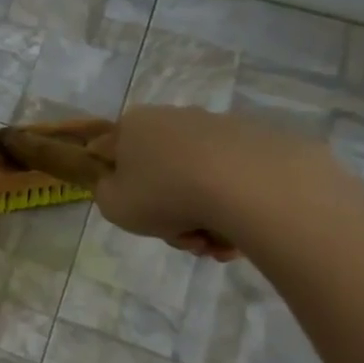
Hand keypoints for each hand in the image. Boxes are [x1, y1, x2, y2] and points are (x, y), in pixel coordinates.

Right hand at [93, 106, 332, 259]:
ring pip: (198, 180)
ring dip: (202, 217)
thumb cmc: (164, 194)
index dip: (120, 188)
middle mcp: (174, 117)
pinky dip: (231, 207)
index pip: (113, 154)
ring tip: (213, 245)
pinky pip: (231, 179)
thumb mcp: (112, 206)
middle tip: (181, 238)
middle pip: (160, 173)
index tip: (136, 212)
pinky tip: (236, 233)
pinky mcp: (256, 140)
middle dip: (169, 213)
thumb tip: (124, 186)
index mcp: (134, 125)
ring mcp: (218, 126)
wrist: (247, 186)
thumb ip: (107, 193)